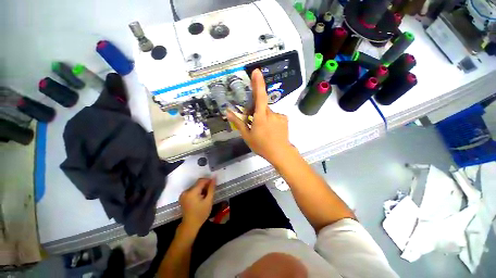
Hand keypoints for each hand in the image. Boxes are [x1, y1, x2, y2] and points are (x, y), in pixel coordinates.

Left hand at [179, 178, 215, 230]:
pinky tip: (201, 197)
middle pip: (197, 183)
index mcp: (191, 192)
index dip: (208, 180)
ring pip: (195, 186)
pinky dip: (197, 191)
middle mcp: (185, 191)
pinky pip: (192, 190)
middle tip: (211, 191)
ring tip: (206, 195)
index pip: (201, 181)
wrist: (190, 225)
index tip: (214, 184)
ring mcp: (183, 194)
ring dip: (201, 188)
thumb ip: (211, 188)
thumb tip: (214, 178)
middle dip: (205, 185)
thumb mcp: (208, 201)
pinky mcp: (182, 197)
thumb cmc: (201, 213)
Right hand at [227, 69, 294, 163]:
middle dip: (256, 110)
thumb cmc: (262, 146)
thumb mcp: (247, 136)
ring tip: (263, 129)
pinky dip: (271, 120)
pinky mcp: (285, 119)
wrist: (281, 153)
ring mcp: (280, 116)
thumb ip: (238, 123)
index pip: (260, 96)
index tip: (256, 71)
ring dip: (263, 117)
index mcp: (261, 117)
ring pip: (268, 112)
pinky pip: (275, 116)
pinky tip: (271, 129)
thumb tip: (228, 112)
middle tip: (252, 121)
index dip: (258, 83)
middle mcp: (271, 113)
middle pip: (262, 106)